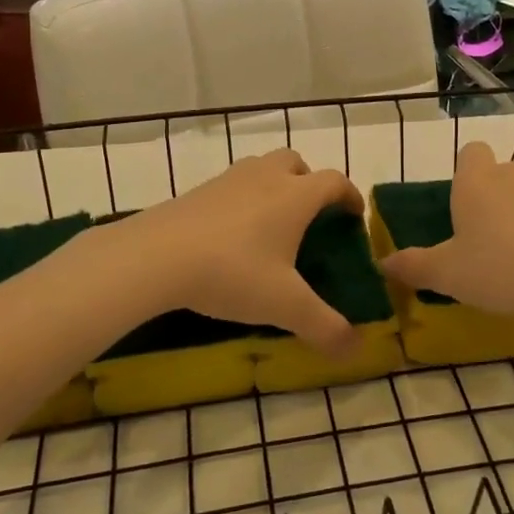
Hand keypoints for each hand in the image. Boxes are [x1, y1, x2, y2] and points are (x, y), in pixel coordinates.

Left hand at [103, 150, 365, 354]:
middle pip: (296, 163)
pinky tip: (233, 234)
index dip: (351, 196)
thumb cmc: (232, 272)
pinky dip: (243, 200)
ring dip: (275, 186)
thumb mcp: (285, 306)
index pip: (335, 182)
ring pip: (262, 168)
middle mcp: (266, 176)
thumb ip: (325, 327)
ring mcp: (229, 179)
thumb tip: (357, 349)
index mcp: (296, 196)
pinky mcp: (198, 190)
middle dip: (310, 183)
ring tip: (272, 224)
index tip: (355, 216)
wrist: (156, 256)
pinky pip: (233, 185)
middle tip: (311, 216)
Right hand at [377, 142, 513, 323]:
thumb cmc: (501, 269)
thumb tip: (384, 263)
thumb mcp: (448, 275)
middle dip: (499, 199)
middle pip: (504, 174)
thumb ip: (414, 266)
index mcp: (477, 182)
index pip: (471, 153)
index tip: (466, 206)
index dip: (467, 173)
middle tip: (493, 242)